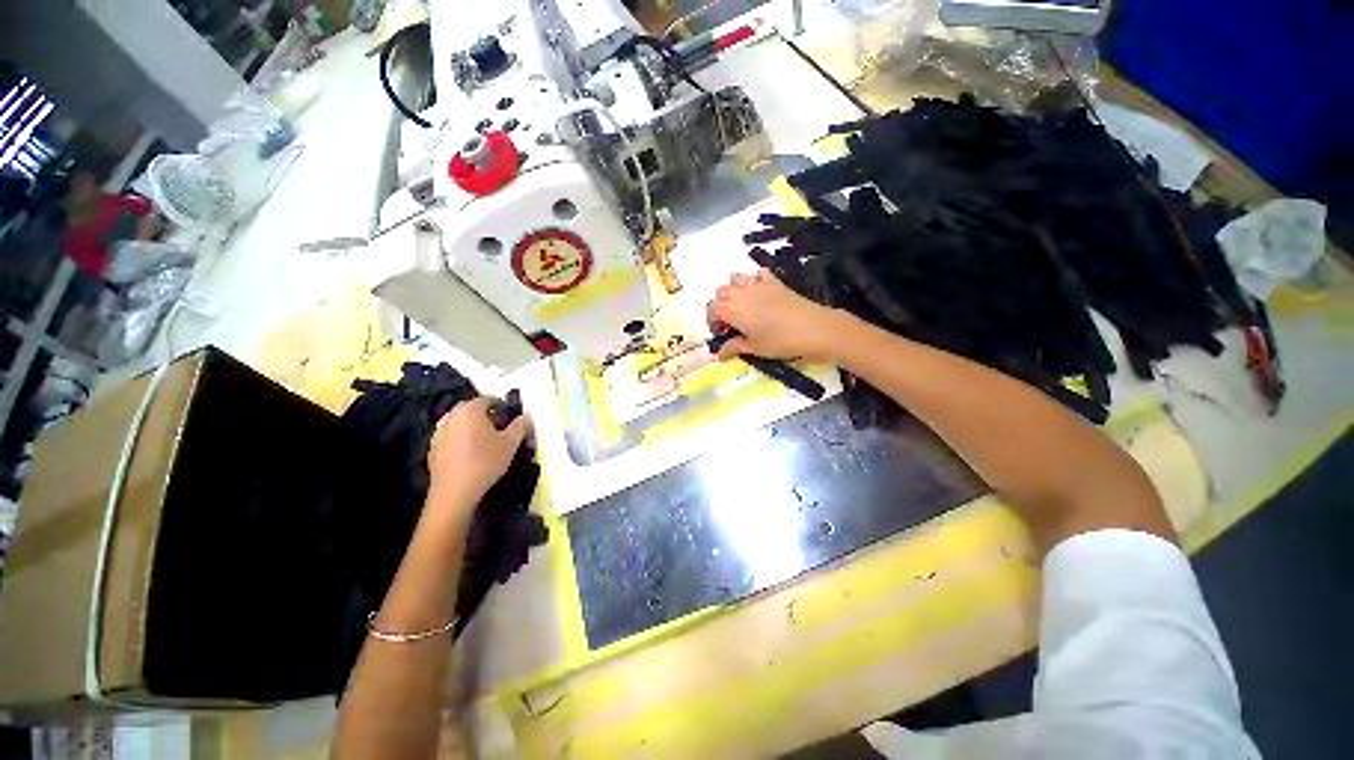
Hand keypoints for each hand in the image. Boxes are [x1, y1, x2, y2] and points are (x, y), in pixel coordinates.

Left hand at [426, 397, 528, 518]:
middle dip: (485, 413)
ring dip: (471, 425)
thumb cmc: (485, 462)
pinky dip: (460, 438)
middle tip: (499, 425)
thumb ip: (520, 426)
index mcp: (470, 411)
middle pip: (470, 408)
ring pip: (458, 422)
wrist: (455, 492)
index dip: (501, 405)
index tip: (510, 415)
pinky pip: (450, 436)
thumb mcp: (511, 443)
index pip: (487, 399)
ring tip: (484, 439)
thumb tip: (524, 418)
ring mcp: (439, 432)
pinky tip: (470, 452)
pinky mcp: (433, 449)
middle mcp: (451, 417)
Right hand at [706, 268, 845, 361]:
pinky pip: (758, 273)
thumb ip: (734, 347)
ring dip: (733, 290)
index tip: (720, 333)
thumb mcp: (754, 348)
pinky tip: (760, 293)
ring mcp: (758, 285)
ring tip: (742, 306)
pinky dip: (754, 280)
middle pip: (721, 292)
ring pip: (735, 278)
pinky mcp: (774, 282)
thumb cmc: (779, 341)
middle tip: (729, 322)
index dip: (712, 320)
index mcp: (732, 310)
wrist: (812, 328)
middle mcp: (741, 293)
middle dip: (720, 305)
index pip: (712, 309)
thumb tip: (719, 355)